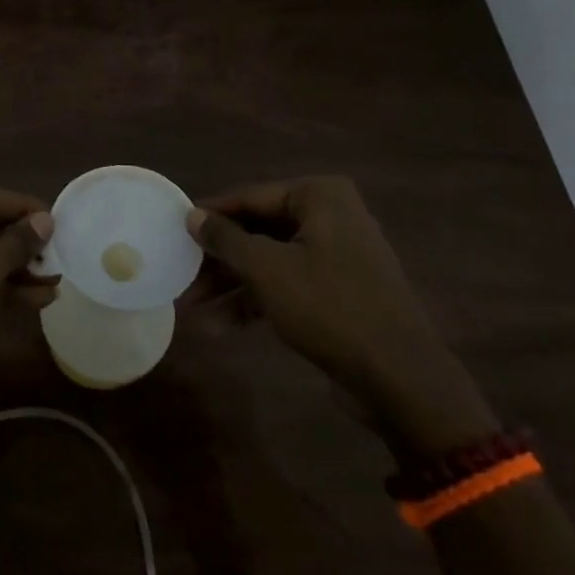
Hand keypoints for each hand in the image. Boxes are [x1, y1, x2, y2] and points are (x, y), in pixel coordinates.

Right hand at [189, 177, 495, 452]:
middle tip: (183, 279)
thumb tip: (192, 215)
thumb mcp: (267, 270)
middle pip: (258, 230)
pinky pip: (288, 283)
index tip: (174, 232)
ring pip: (270, 260)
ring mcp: (337, 254)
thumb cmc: (329, 307)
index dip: (210, 216)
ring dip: (233, 285)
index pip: (249, 197)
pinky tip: (223, 326)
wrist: (400, 378)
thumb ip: (226, 239)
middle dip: (219, 259)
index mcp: (319, 196)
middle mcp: (330, 216)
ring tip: (194, 311)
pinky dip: (258, 300)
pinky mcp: (339, 290)